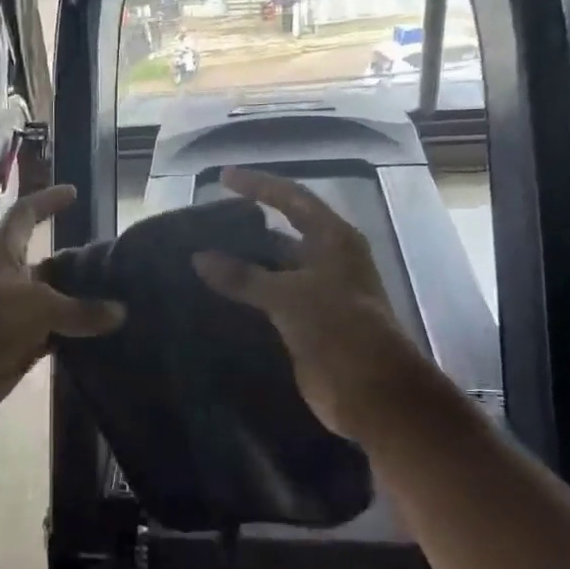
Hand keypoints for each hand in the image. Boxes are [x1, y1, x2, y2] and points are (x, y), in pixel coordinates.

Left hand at [0, 184, 122, 419]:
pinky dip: (71, 337)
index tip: (74, 194)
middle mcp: (4, 277)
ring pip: (50, 304)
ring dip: (77, 305)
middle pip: (45, 264)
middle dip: (75, 264)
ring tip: (118, 302)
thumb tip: (120, 312)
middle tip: (114, 266)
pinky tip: (101, 339)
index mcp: (1, 250)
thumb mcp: (38, 306)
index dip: (48, 202)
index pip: (27, 214)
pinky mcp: (13, 346)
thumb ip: (80, 310)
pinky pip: (49, 337)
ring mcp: (8, 314)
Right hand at [192, 168, 425, 439]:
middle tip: (202, 226)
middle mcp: (327, 261)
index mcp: (334, 240)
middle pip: (282, 234)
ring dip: (242, 267)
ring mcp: (317, 294)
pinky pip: (269, 302)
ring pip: (273, 271)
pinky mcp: (306, 324)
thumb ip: (244, 275)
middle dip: (245, 230)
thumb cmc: (338, 328)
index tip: (223, 177)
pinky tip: (214, 297)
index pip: (292, 199)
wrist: (371, 391)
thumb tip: (200, 257)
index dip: (259, 186)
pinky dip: (245, 297)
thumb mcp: (289, 295)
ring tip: (199, 259)